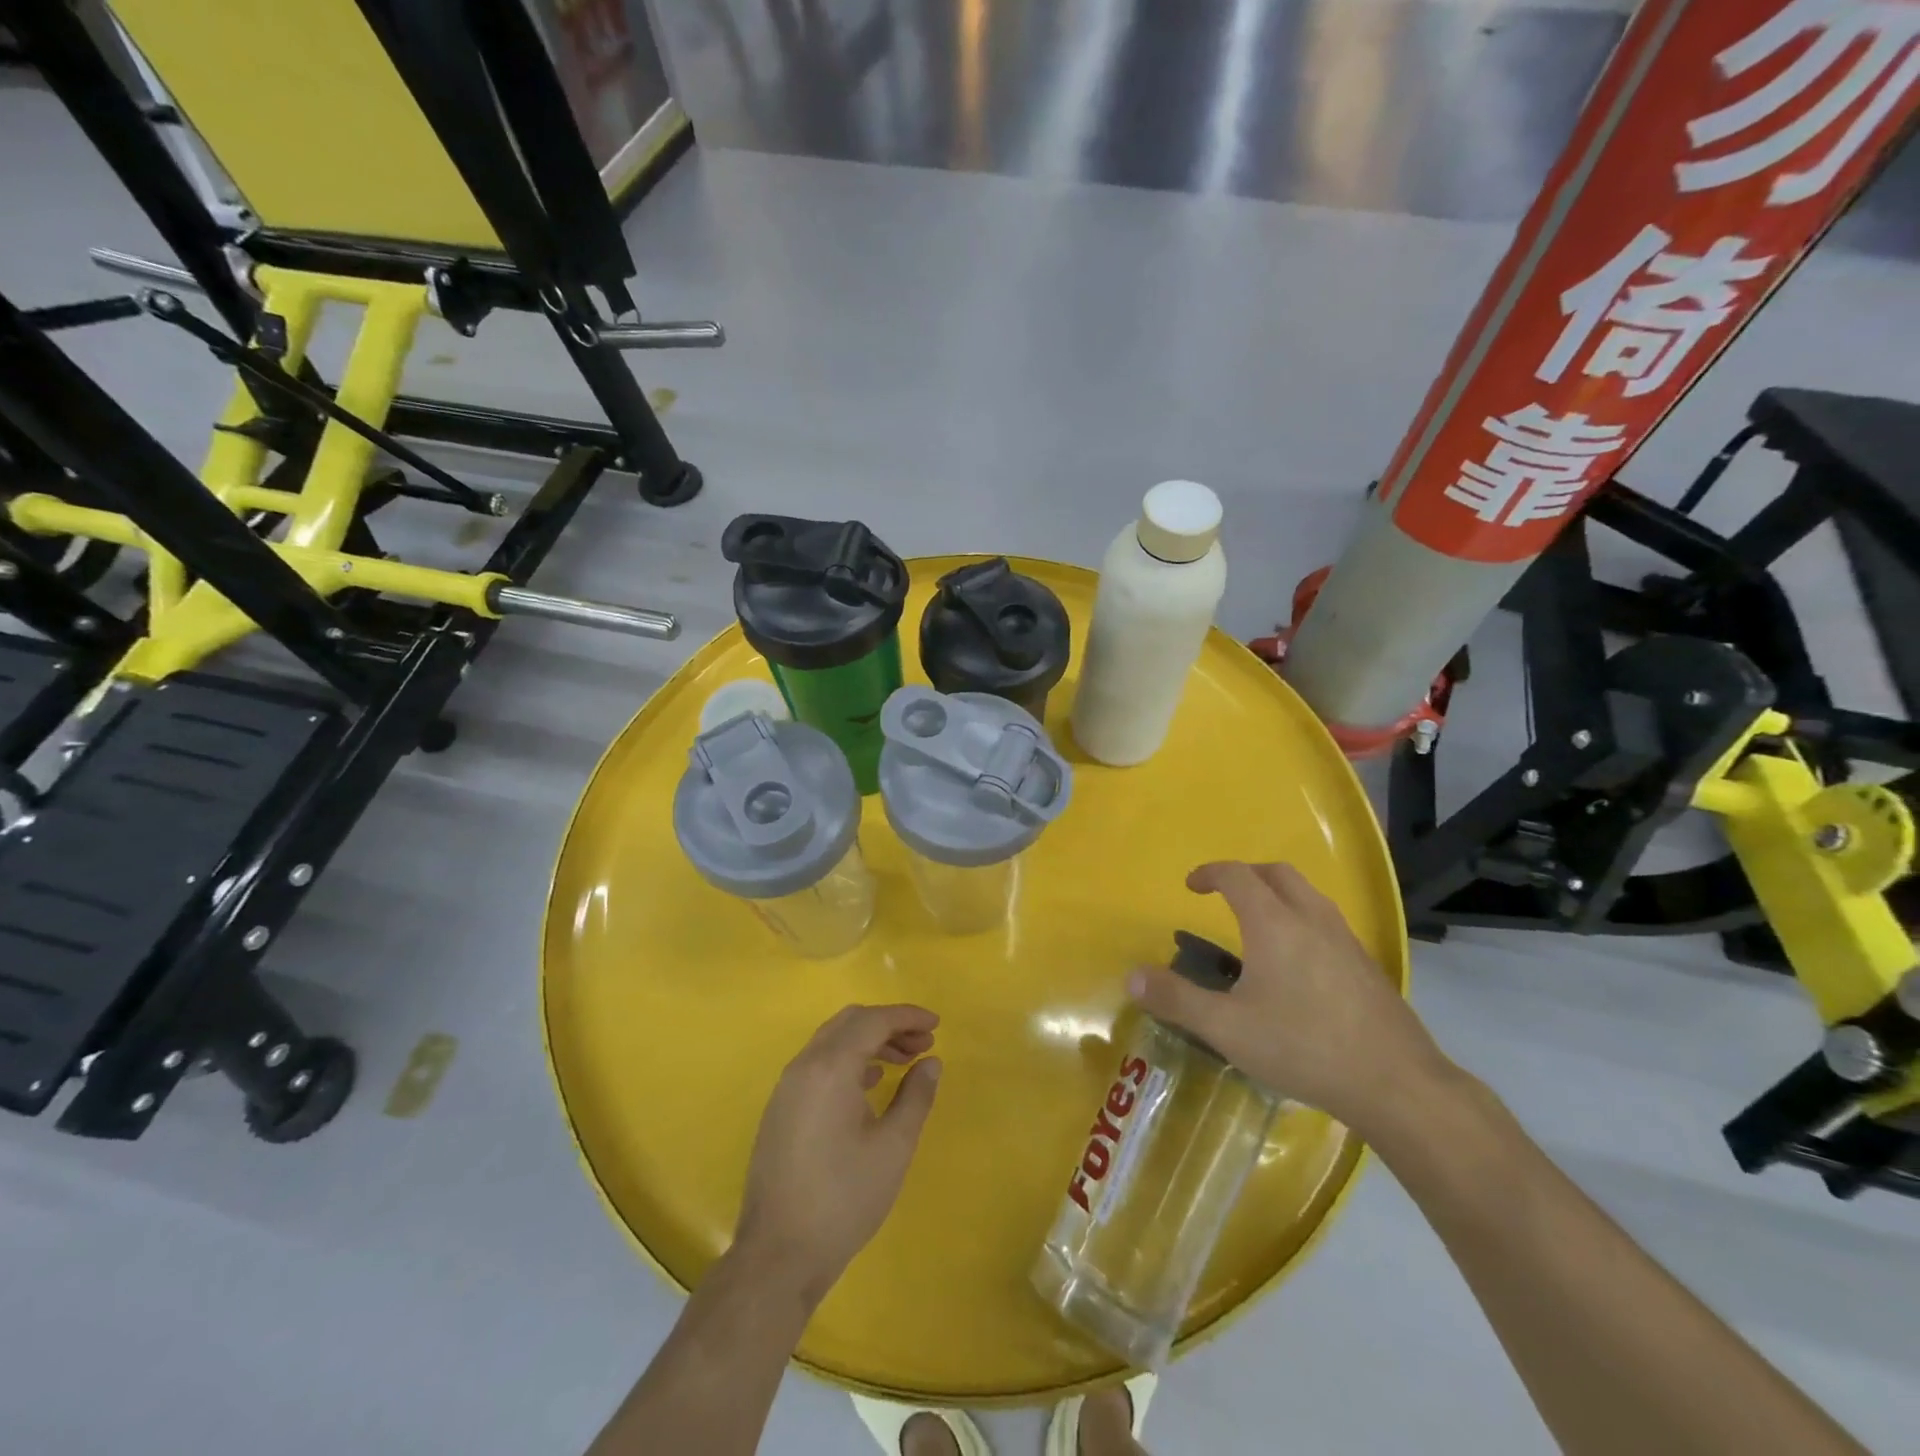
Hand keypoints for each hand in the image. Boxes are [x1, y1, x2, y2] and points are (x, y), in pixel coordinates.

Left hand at [734, 1004, 941, 1305]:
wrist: (778, 1256)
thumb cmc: (843, 1199)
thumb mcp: (893, 1147)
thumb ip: (916, 1096)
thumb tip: (930, 1061)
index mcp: (830, 1067)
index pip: (872, 1021)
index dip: (907, 1016)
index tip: (937, 1024)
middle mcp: (804, 1066)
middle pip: (849, 1023)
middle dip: (889, 1025)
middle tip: (923, 1043)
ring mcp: (787, 1088)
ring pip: (832, 1042)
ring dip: (869, 1042)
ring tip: (904, 1062)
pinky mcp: (781, 1109)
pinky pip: (818, 1064)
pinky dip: (848, 1060)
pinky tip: (870, 1084)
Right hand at [1129, 862, 1446, 1134]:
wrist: (1397, 1084)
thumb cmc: (1304, 1047)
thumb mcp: (1227, 1028)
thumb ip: (1177, 999)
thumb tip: (1132, 977)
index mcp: (1274, 923)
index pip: (1237, 875)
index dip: (1209, 873)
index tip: (1191, 886)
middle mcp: (1312, 919)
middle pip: (1277, 873)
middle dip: (1246, 875)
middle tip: (1224, 896)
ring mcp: (1346, 940)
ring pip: (1308, 894)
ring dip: (1277, 894)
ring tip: (1259, 925)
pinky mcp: (1367, 965)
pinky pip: (1328, 921)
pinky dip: (1302, 919)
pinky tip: (1298, 964)